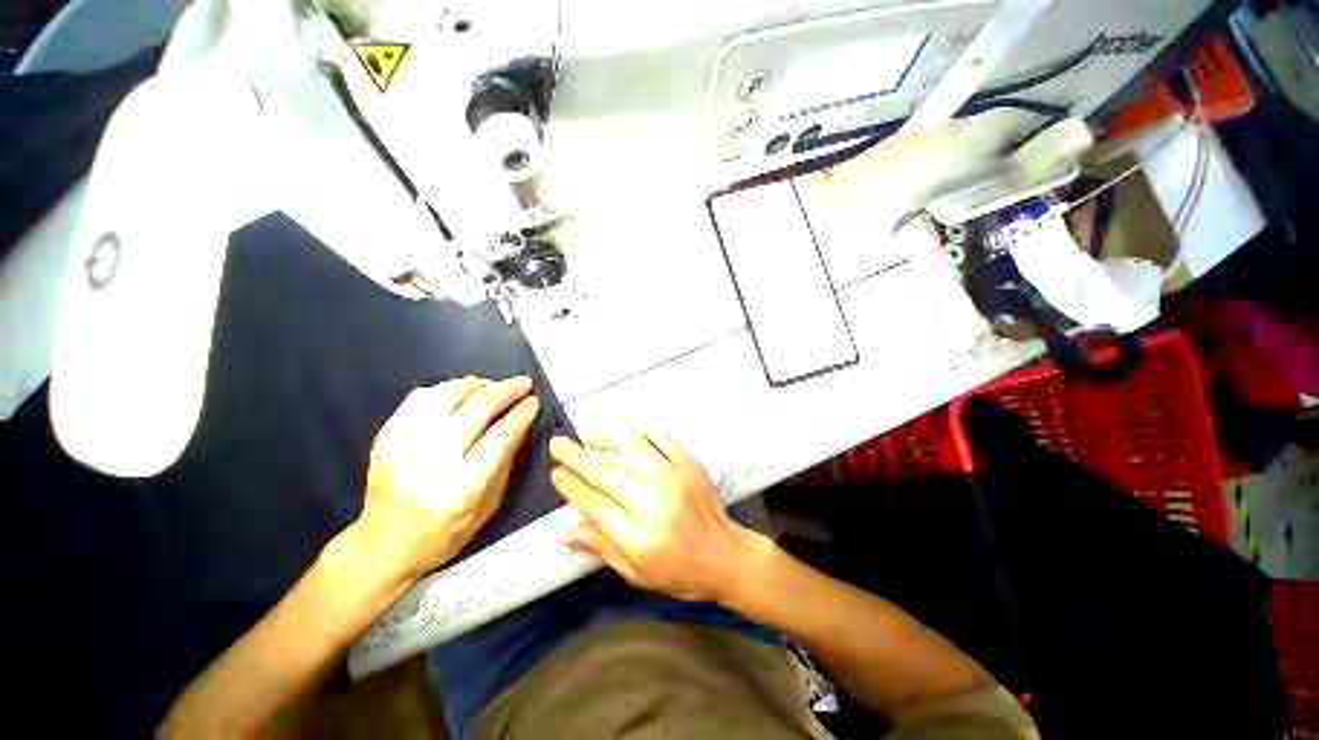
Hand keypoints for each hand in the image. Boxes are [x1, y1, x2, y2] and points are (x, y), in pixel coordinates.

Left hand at [357, 377, 539, 581]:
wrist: (385, 543)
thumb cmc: (446, 531)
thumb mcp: (490, 503)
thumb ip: (507, 460)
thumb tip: (521, 422)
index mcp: (464, 483)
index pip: (502, 433)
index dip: (521, 413)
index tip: (533, 400)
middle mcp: (434, 457)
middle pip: (478, 406)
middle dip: (506, 390)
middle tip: (522, 383)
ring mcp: (406, 443)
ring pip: (448, 393)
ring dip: (478, 384)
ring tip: (493, 386)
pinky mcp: (387, 435)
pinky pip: (421, 396)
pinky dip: (447, 389)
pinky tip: (460, 394)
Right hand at [548, 430, 762, 601]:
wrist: (725, 554)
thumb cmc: (678, 571)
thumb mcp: (635, 572)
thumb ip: (600, 547)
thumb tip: (563, 530)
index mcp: (637, 536)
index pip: (593, 503)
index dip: (570, 486)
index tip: (556, 473)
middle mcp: (652, 502)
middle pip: (605, 472)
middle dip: (576, 456)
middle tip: (557, 444)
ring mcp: (673, 477)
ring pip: (631, 446)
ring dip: (605, 437)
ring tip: (590, 437)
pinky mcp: (688, 463)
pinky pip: (659, 437)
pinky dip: (638, 432)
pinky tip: (625, 434)